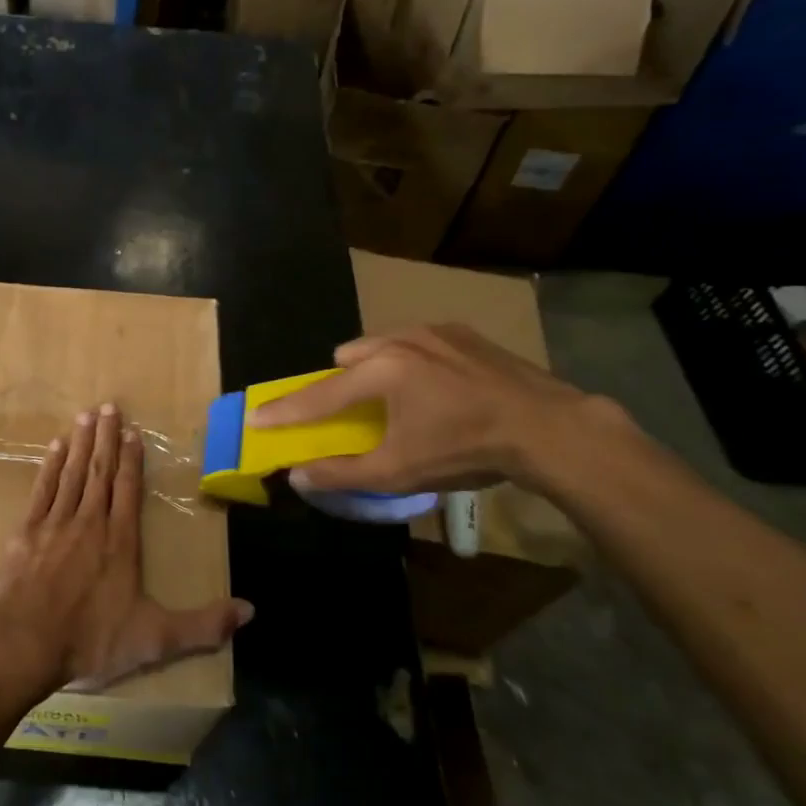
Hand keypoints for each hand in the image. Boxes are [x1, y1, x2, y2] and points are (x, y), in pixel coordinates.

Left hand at [0, 402, 253, 694]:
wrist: (25, 642)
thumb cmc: (91, 639)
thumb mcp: (155, 639)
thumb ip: (202, 625)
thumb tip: (250, 611)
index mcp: (120, 542)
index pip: (128, 490)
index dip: (131, 460)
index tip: (133, 431)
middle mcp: (90, 522)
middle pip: (100, 472)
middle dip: (106, 438)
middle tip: (109, 406)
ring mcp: (55, 523)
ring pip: (72, 473)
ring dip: (80, 443)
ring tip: (86, 415)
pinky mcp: (26, 531)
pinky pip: (42, 489)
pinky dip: (50, 466)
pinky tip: (55, 447)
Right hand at [248, 325, 611, 494]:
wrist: (549, 428)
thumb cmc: (466, 449)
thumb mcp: (400, 471)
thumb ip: (343, 472)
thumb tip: (298, 474)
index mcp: (379, 372)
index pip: (319, 395)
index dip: (285, 409)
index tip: (256, 416)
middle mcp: (398, 341)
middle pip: (348, 356)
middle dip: (341, 382)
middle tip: (355, 411)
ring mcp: (433, 331)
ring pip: (382, 343)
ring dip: (375, 367)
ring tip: (399, 397)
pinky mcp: (462, 332)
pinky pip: (416, 341)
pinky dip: (411, 360)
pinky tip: (437, 386)